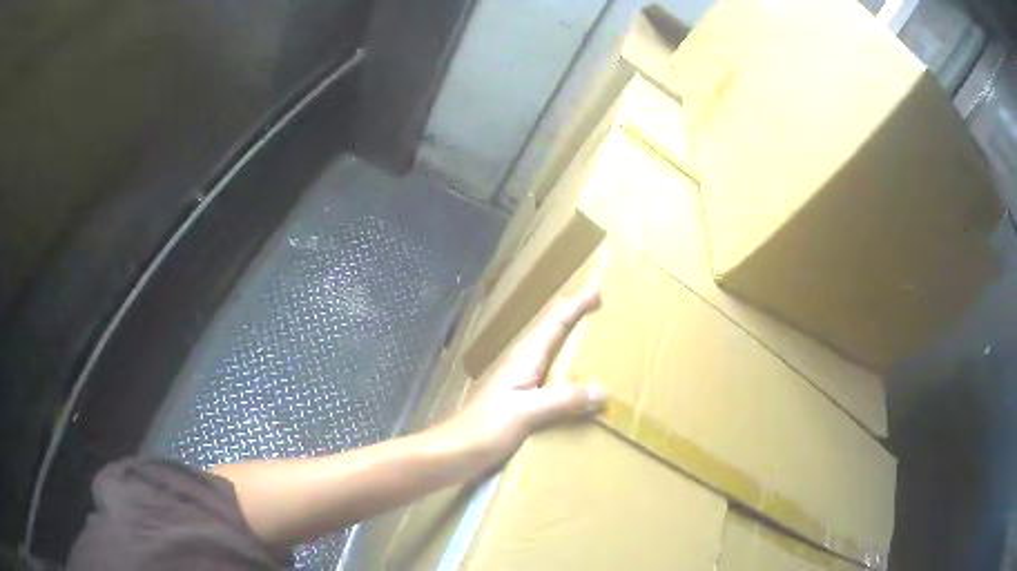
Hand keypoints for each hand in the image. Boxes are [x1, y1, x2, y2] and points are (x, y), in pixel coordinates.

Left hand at [433, 288, 605, 472]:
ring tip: (587, 337)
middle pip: (548, 333)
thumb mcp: (526, 413)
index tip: (597, 291)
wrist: (452, 453)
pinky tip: (570, 384)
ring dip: (566, 340)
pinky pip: (547, 379)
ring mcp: (516, 386)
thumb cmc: (484, 429)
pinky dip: (563, 371)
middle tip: (594, 305)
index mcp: (523, 361)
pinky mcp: (516, 405)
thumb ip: (563, 401)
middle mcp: (520, 367)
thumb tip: (604, 390)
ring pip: (546, 353)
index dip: (575, 307)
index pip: (553, 325)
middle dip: (571, 316)